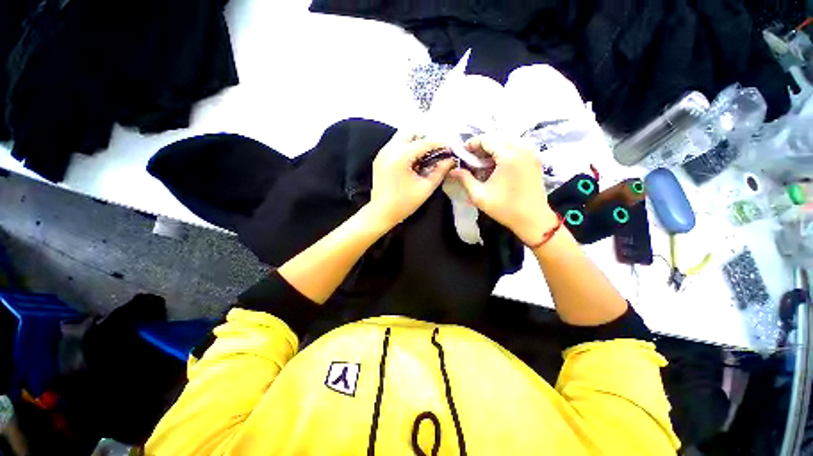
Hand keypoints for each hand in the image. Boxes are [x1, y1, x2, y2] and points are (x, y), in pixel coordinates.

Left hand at [368, 132, 454, 228]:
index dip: (439, 144)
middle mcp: (390, 149)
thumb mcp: (426, 188)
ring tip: (426, 156)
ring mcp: (382, 152)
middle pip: (411, 133)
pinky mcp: (379, 158)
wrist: (381, 212)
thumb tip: (450, 160)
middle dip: (425, 139)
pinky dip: (406, 148)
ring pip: (402, 137)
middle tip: (436, 150)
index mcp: (401, 156)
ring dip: (415, 142)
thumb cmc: (404, 203)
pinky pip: (395, 145)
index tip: (450, 148)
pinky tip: (413, 161)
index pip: (424, 143)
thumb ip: (440, 171)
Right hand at [449, 136, 557, 245]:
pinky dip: (504, 154)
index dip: (472, 144)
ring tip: (483, 165)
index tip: (462, 154)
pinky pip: (517, 149)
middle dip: (482, 148)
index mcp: (509, 156)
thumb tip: (452, 170)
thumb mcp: (479, 195)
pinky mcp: (536, 161)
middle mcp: (523, 149)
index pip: (487, 139)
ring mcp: (532, 154)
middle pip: (497, 139)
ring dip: (493, 151)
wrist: (533, 220)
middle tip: (471, 161)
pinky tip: (497, 168)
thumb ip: (465, 179)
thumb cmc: (504, 208)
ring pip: (507, 143)